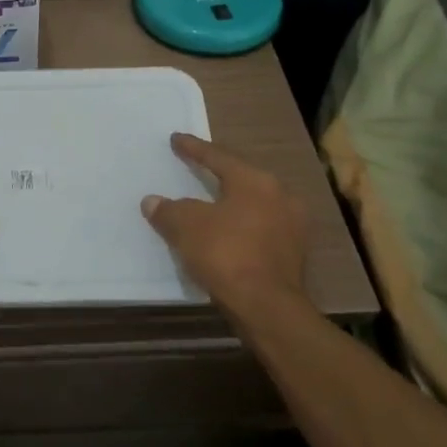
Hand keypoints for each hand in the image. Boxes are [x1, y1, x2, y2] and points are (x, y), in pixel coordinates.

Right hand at [141, 133, 310, 323]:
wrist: (268, 307)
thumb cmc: (226, 254)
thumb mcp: (186, 227)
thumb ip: (168, 210)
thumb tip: (152, 201)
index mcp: (254, 180)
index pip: (218, 156)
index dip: (193, 148)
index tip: (176, 139)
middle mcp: (279, 195)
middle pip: (241, 178)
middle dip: (218, 174)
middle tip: (197, 167)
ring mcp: (292, 226)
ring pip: (254, 205)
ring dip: (231, 204)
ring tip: (211, 204)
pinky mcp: (294, 254)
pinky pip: (260, 230)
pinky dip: (241, 228)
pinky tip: (227, 235)